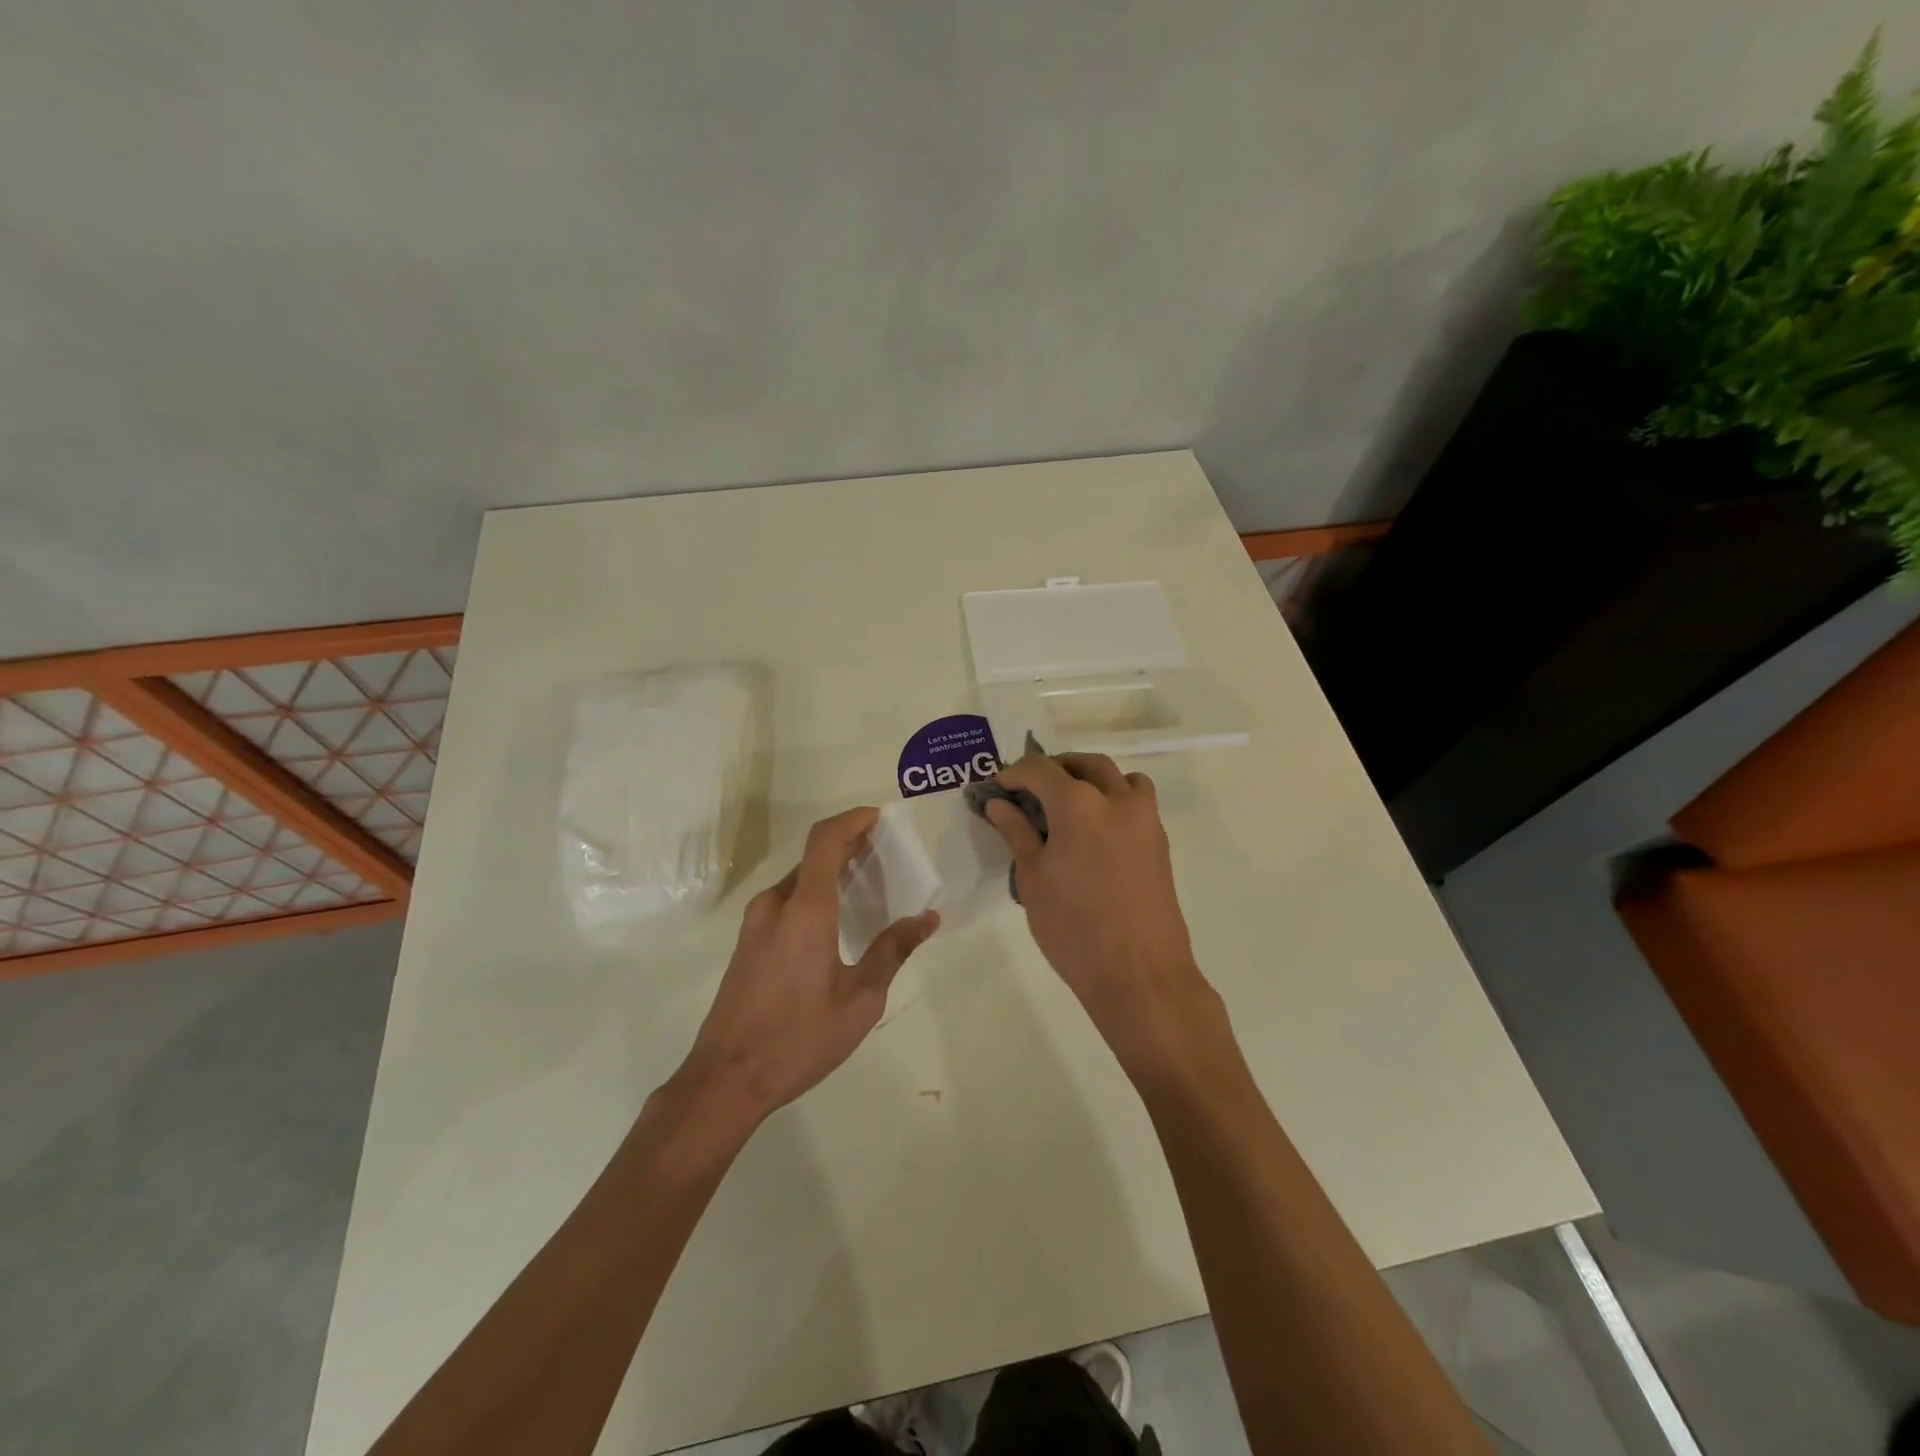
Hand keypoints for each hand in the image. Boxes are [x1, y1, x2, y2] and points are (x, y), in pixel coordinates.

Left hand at [676, 808, 938, 1124]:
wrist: (726, 1080)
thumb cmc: (799, 1038)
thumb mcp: (861, 1000)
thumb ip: (893, 951)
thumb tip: (927, 919)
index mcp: (805, 910)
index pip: (825, 841)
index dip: (852, 820)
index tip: (878, 818)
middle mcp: (775, 905)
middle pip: (812, 856)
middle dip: (848, 846)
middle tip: (885, 855)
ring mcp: (755, 924)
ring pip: (798, 880)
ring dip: (830, 872)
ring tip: (867, 887)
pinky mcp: (747, 943)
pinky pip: (785, 902)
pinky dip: (813, 894)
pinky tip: (836, 922)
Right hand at [983, 750, 1218, 1071]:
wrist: (1139, 974)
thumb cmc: (1074, 929)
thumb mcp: (1033, 880)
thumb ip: (1017, 833)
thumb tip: (1000, 804)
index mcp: (1078, 804)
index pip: (1040, 769)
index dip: (1014, 773)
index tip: (998, 787)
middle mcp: (1116, 799)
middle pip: (1084, 764)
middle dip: (1053, 768)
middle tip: (1029, 790)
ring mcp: (1144, 818)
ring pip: (1117, 777)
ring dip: (1089, 778)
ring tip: (1067, 804)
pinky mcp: (1159, 840)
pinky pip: (1136, 800)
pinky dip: (1115, 797)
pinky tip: (1096, 830)